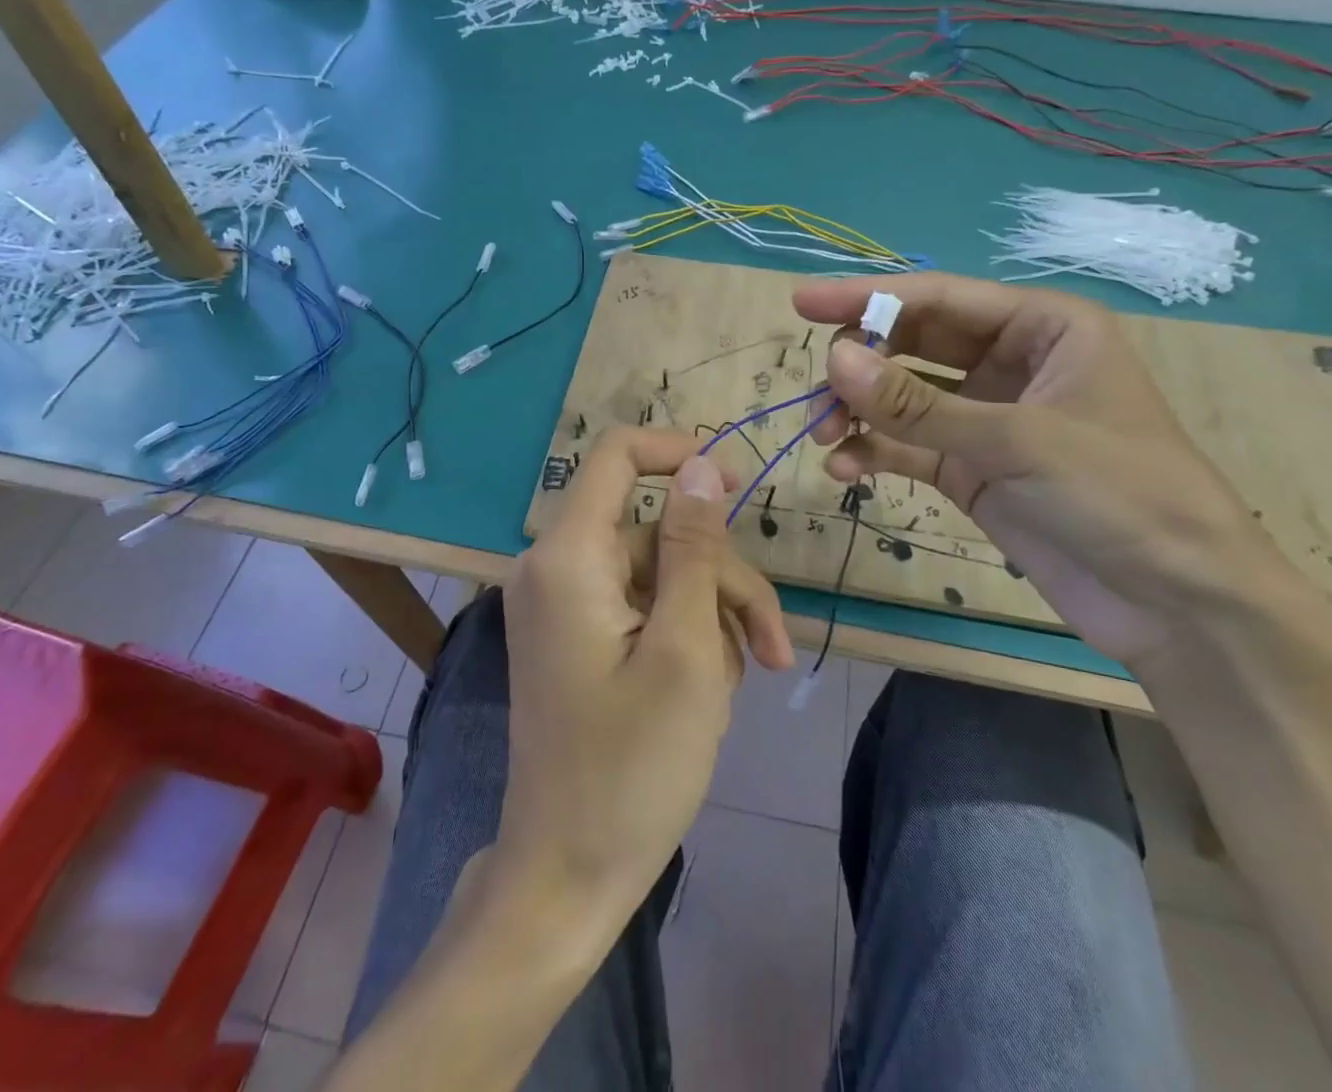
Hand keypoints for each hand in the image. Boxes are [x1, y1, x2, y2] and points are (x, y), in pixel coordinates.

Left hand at [494, 427, 792, 942]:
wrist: (567, 877)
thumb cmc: (632, 768)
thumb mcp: (685, 649)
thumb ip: (692, 547)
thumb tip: (700, 466)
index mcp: (568, 556)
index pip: (617, 455)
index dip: (681, 453)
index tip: (740, 486)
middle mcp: (556, 567)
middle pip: (658, 532)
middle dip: (722, 578)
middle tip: (774, 647)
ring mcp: (565, 605)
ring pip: (661, 574)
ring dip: (713, 616)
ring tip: (745, 681)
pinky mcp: (578, 637)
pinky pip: (643, 608)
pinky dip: (685, 636)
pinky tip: (711, 689)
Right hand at [794, 273, 1303, 667]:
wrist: (1179, 606)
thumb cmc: (1122, 495)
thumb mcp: (1017, 441)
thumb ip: (918, 405)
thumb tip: (833, 360)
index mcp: (1041, 328)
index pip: (938, 298)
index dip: (866, 297)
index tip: (801, 302)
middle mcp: (1010, 363)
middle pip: (912, 343)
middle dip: (860, 365)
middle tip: (817, 394)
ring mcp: (987, 419)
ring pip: (902, 397)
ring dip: (858, 412)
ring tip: (824, 437)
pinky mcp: (971, 469)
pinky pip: (907, 446)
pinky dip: (873, 452)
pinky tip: (845, 470)